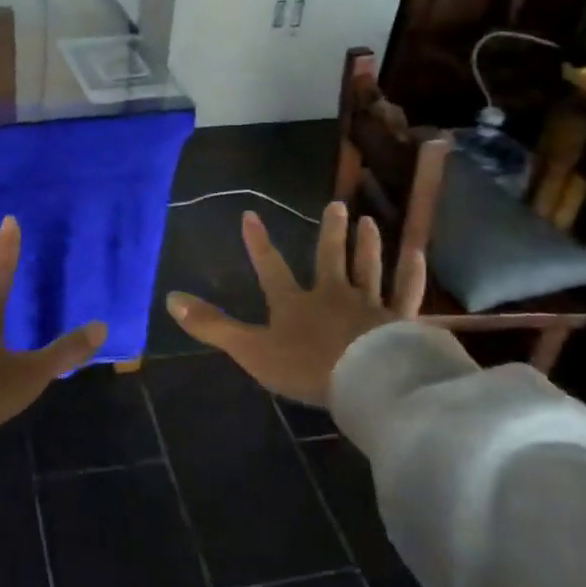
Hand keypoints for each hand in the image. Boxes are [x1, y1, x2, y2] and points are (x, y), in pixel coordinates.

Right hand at [166, 203, 425, 408]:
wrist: (365, 381)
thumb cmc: (305, 366)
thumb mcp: (250, 349)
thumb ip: (212, 326)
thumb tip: (170, 298)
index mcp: (294, 303)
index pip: (271, 268)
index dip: (258, 244)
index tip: (250, 215)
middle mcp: (332, 294)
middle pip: (330, 258)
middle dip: (330, 233)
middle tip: (336, 205)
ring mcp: (369, 305)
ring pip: (368, 268)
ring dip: (367, 245)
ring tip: (367, 221)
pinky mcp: (399, 321)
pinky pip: (406, 293)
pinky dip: (410, 274)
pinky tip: (415, 255)